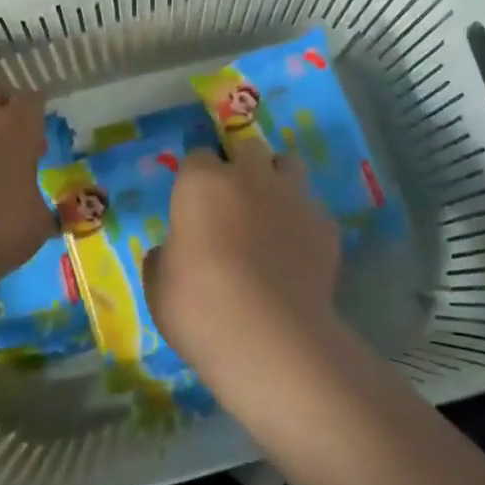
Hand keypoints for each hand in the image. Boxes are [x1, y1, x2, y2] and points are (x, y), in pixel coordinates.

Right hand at [146, 143, 341, 388]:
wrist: (269, 337)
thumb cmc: (198, 306)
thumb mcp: (159, 285)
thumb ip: (164, 257)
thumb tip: (171, 252)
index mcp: (201, 183)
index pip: (197, 156)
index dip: (196, 177)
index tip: (194, 203)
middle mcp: (249, 177)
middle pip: (249, 148)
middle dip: (243, 166)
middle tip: (235, 201)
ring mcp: (292, 197)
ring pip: (289, 165)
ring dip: (278, 180)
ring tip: (271, 213)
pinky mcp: (326, 225)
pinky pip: (313, 210)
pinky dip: (304, 223)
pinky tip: (297, 253)